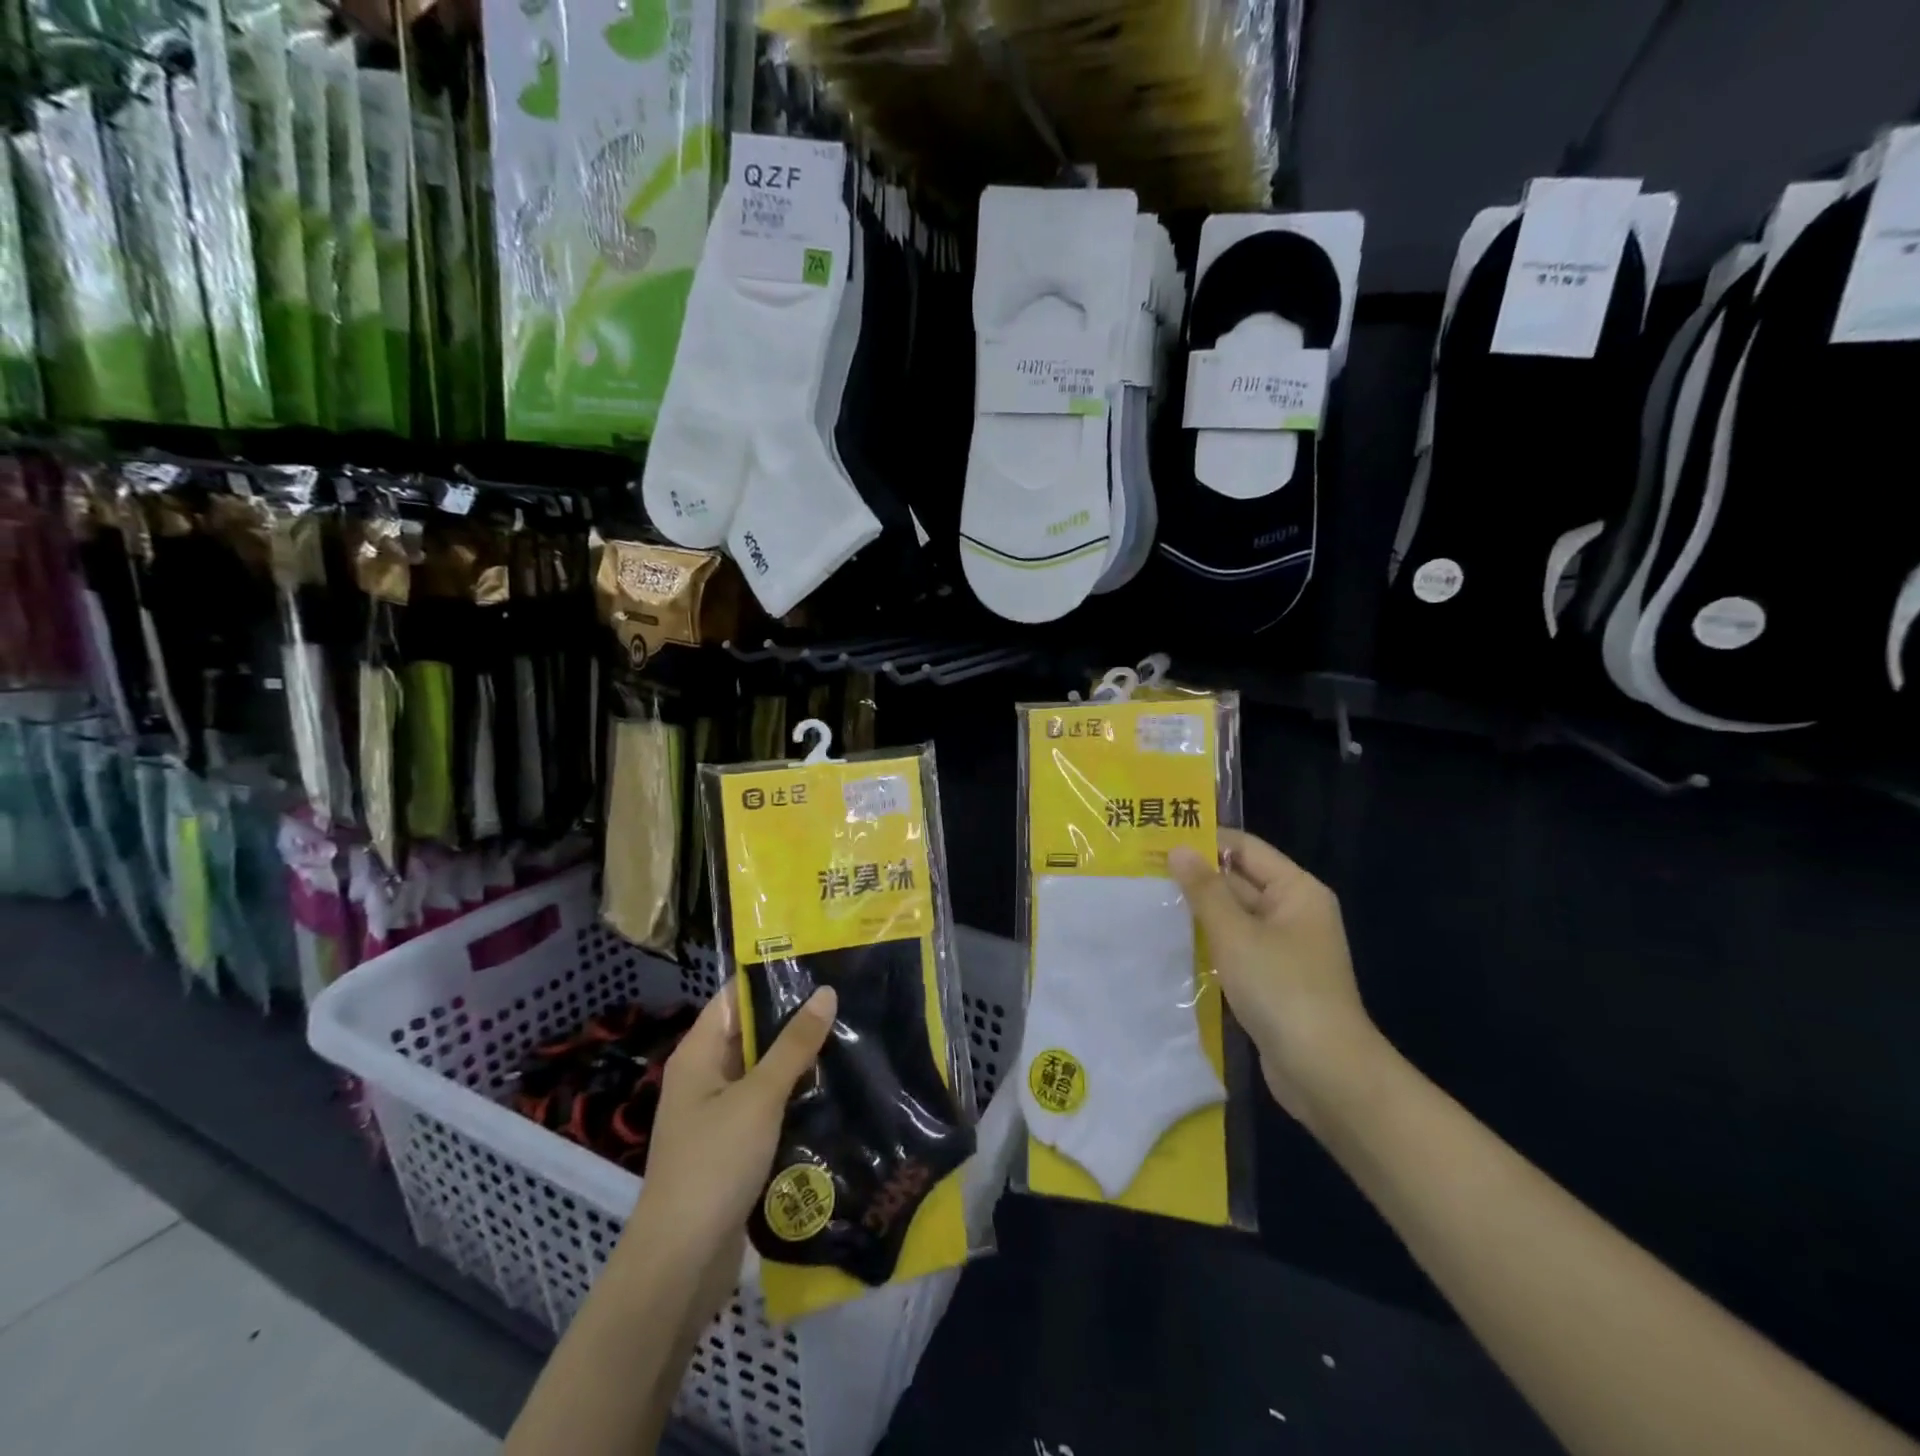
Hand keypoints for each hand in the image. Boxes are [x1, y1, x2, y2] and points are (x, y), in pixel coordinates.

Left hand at [620, 981, 836, 1323]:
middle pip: (750, 1033)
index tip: (818, 960)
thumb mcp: (759, 1097)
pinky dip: (794, 1095)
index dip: (771, 976)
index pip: (734, 996)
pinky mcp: (734, 1146)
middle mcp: (704, 1077)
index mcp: (698, 1054)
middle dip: (794, 1018)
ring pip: (763, 1071)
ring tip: (851, 1034)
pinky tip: (834, 1087)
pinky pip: (767, 1106)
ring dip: (798, 1059)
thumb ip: (794, 1045)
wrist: (680, 1264)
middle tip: (847, 996)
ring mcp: (718, 1114)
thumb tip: (826, 992)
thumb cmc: (713, 1165)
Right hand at [1168, 831, 1380, 1127]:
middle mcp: (1293, 912)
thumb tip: (1179, 850)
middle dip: (1195, 877)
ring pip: (1233, 916)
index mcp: (1296, 890)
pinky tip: (1170, 941)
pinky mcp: (1271, 978)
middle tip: (1142, 870)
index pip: (1245, 848)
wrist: (1324, 1072)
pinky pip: (1234, 947)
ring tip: (1146, 901)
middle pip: (1239, 880)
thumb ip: (1205, 891)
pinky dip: (1208, 942)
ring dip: (1197, 911)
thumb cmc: (1282, 989)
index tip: (1158, 839)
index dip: (1204, 841)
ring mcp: (1282, 947)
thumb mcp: (1236, 935)